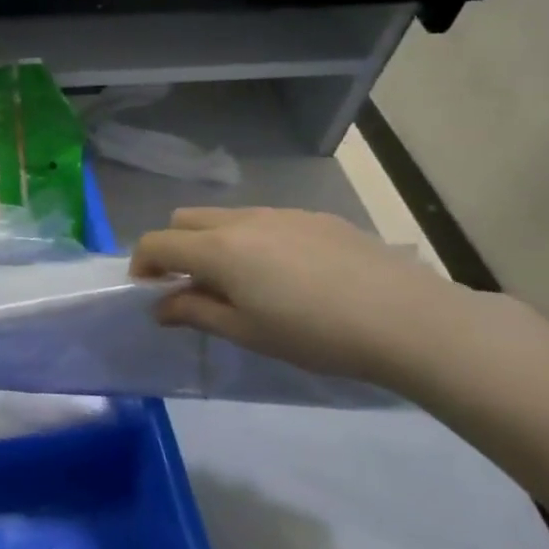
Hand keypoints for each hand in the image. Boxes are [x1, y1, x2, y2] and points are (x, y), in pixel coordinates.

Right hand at [132, 207, 470, 386]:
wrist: (406, 319)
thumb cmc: (315, 334)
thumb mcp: (247, 332)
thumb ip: (196, 312)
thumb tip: (161, 306)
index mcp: (218, 249)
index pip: (157, 243)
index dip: (142, 265)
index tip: (149, 291)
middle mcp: (242, 220)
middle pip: (184, 219)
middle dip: (174, 247)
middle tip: (190, 285)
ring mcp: (280, 214)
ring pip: (225, 217)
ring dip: (212, 242)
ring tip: (240, 282)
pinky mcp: (314, 217)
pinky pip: (264, 220)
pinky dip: (251, 240)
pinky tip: (287, 275)